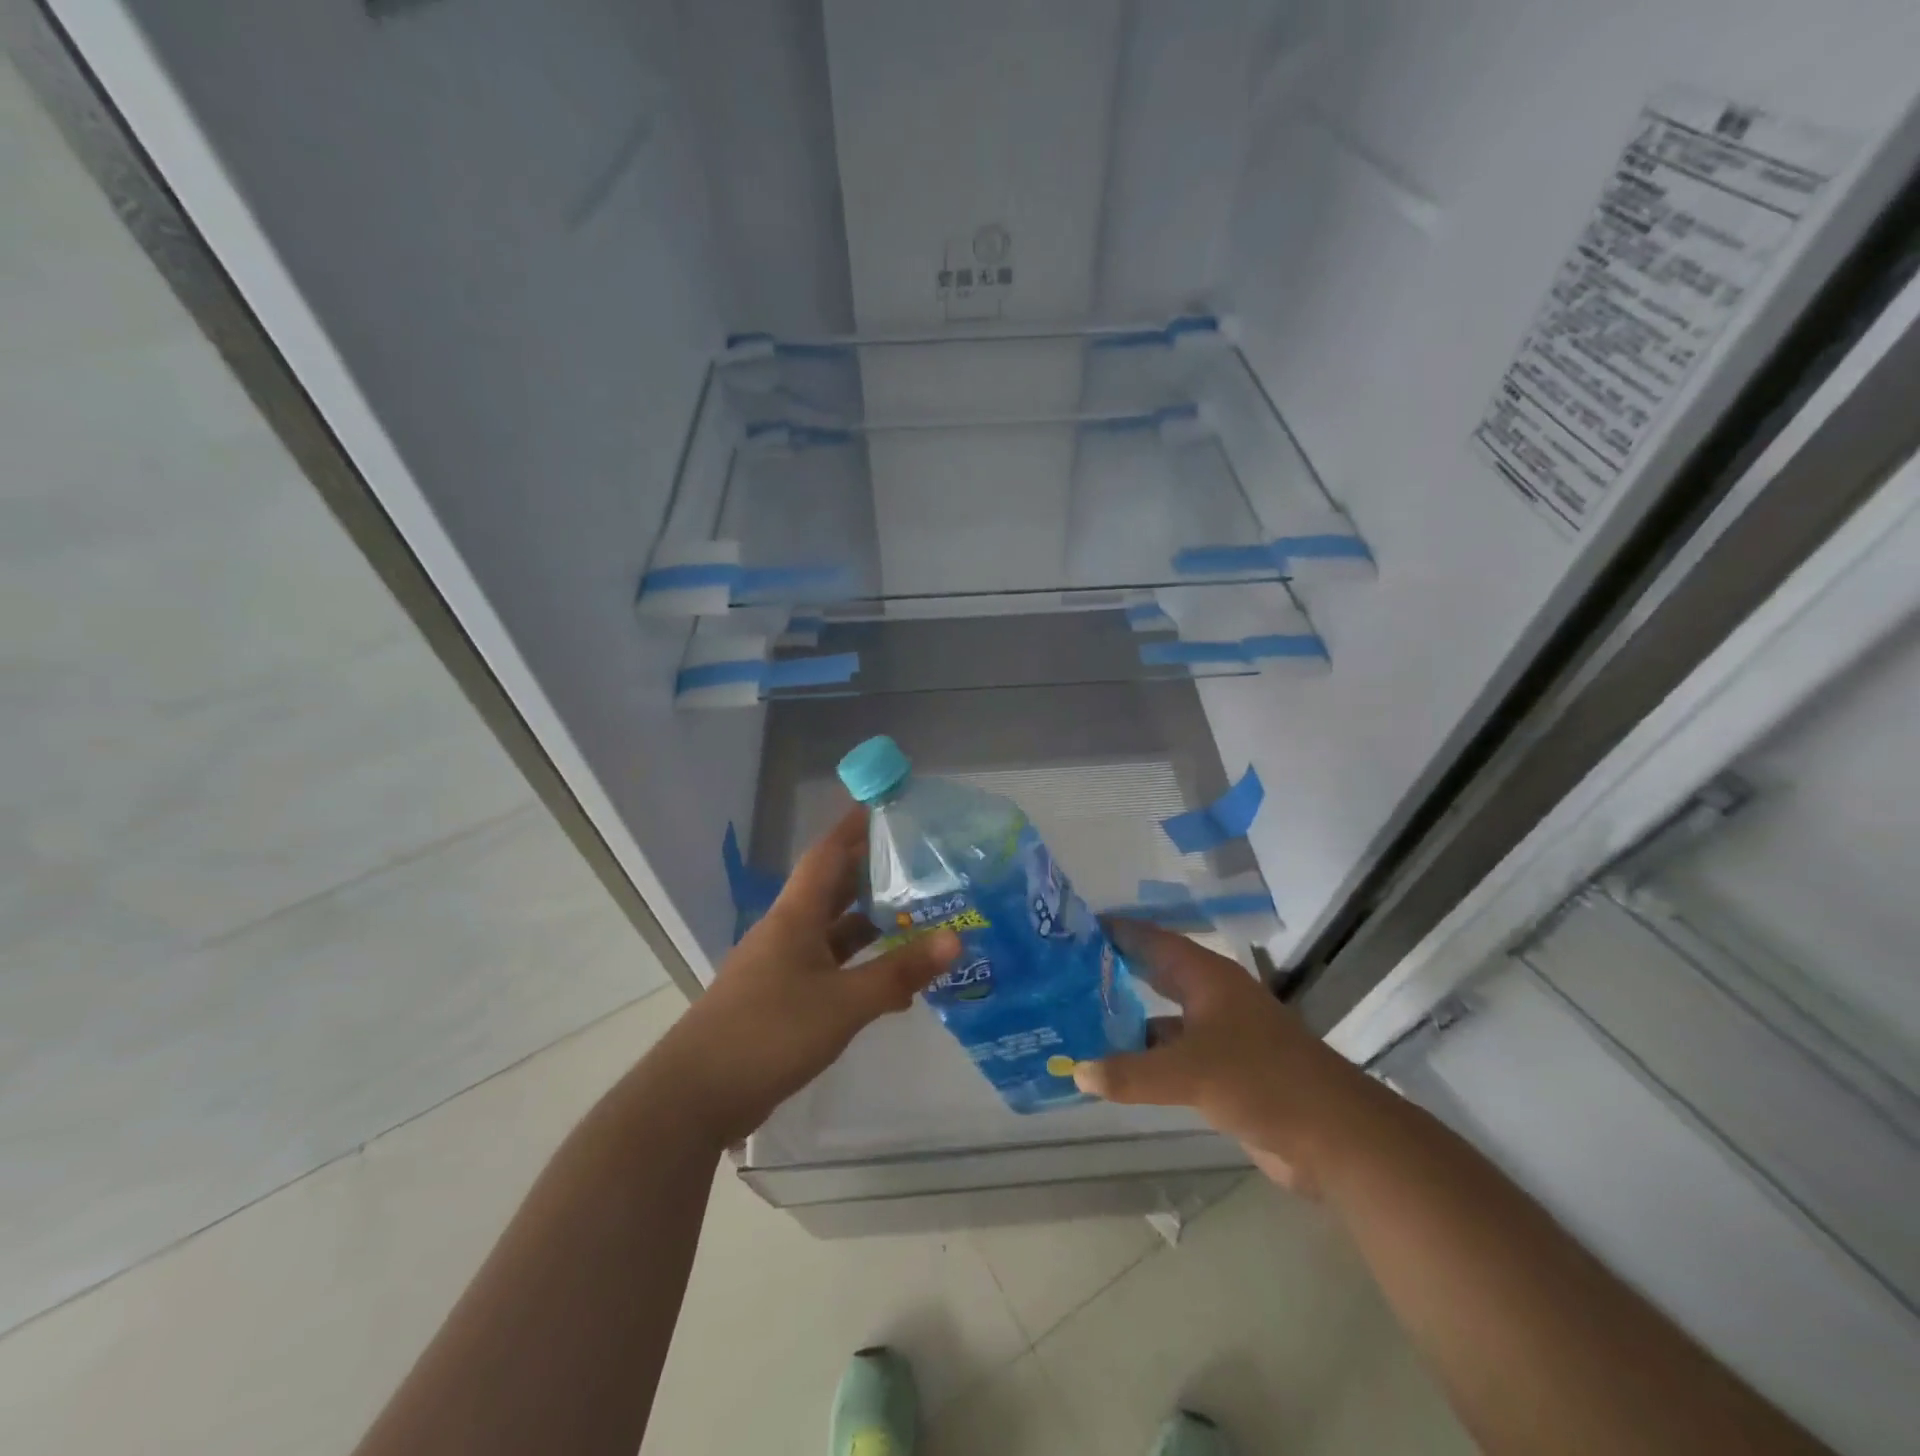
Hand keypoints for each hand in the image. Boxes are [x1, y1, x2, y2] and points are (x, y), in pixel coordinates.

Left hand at [653, 808, 960, 1147]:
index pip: (826, 855)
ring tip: (918, 918)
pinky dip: (859, 968)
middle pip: (833, 890)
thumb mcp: (843, 1003)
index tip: (885, 807)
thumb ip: (898, 972)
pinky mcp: (780, 1001)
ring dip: (870, 926)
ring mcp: (781, 967)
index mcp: (795, 917)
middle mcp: (787, 932)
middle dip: (871, 875)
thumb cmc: (769, 1033)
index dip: (853, 828)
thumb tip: (956, 940)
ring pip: (833, 933)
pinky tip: (893, 984)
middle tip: (919, 863)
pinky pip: (828, 970)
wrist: (695, 1097)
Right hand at [1072, 919, 1370, 1193]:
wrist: (1335, 1138)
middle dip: (1113, 971)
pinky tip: (1112, 1067)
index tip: (1071, 928)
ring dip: (1124, 1018)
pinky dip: (1143, 1057)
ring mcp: (1218, 1035)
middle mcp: (1210, 997)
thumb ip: (1131, 1072)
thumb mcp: (1190, 1073)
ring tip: (1075, 1018)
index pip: (1152, 939)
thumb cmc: (1263, 1081)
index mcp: (1206, 977)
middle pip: (1154, 973)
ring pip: (1160, 1016)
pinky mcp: (1223, 1070)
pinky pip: (1171, 1054)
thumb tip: (1075, 1071)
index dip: (1116, 930)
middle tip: (1064, 972)